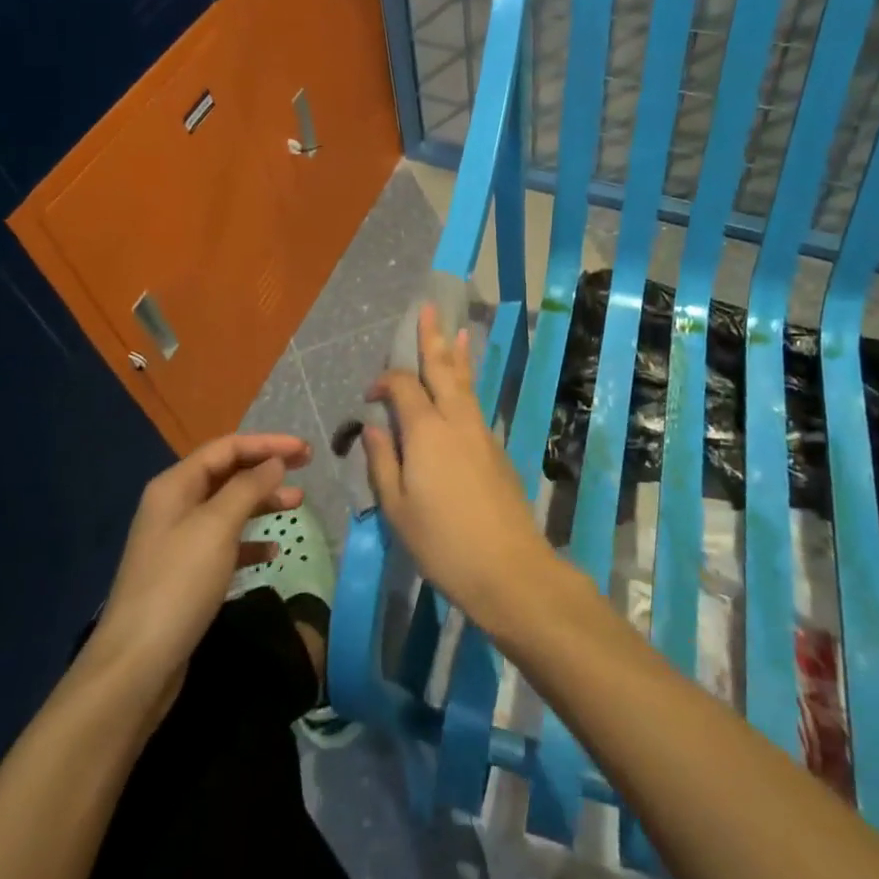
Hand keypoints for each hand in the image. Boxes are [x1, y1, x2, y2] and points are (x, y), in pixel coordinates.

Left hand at [88, 433, 308, 712]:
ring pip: (229, 508)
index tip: (306, 450)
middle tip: (306, 469)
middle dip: (266, 469)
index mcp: (175, 486)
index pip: (227, 448)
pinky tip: (272, 553)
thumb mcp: (217, 527)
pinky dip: (250, 542)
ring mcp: (179, 541)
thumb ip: (248, 488)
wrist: (136, 665)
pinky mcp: (186, 575)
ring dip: (262, 502)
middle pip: (228, 474)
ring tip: (298, 504)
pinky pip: (224, 544)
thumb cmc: (179, 584)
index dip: (267, 444)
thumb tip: (275, 462)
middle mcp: (175, 506)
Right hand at [362, 305, 556, 629]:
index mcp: (426, 431)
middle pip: (442, 370)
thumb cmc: (443, 542)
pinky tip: (464, 386)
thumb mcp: (397, 508)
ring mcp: (481, 433)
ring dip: (457, 356)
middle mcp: (456, 420)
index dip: (385, 381)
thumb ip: (382, 463)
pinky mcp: (496, 450)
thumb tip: (373, 429)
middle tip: (428, 308)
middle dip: (433, 338)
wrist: (509, 569)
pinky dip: (467, 384)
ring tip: (457, 330)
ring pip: (465, 384)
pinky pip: (475, 403)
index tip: (369, 397)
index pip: (403, 386)